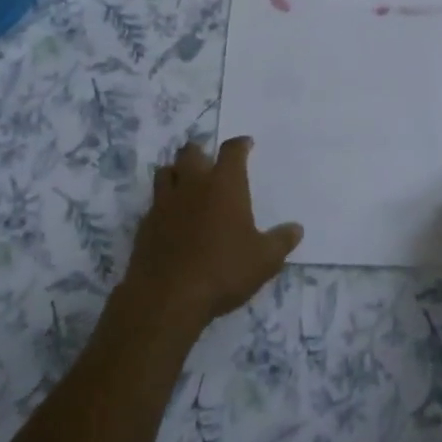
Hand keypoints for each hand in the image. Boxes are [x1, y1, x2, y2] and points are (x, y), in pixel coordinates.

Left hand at [120, 137, 301, 331]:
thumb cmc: (223, 270)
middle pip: (191, 152)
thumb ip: (281, 241)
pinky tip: (171, 217)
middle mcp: (192, 185)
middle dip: (201, 152)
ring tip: (186, 182)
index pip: (232, 151)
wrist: (168, 297)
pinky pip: (154, 202)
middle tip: (209, 161)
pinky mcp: (145, 224)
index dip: (240, 144)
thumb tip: (296, 228)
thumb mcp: (264, 260)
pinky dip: (163, 202)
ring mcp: (164, 202)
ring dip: (176, 172)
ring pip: (166, 172)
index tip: (246, 144)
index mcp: (224, 185)